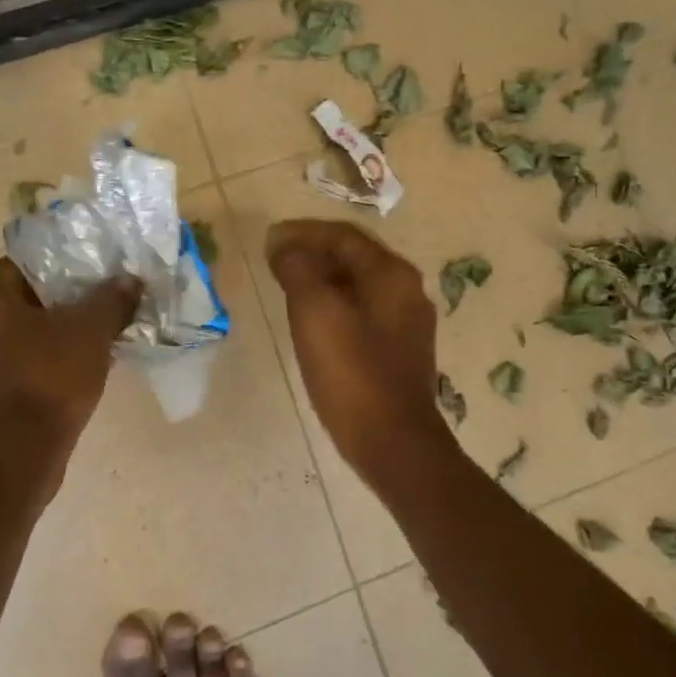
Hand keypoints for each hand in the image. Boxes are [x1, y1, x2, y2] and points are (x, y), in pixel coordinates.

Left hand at [0, 260, 139, 473]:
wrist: (10, 460)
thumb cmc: (44, 380)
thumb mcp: (90, 331)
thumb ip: (111, 299)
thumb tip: (129, 281)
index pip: (26, 268)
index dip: (67, 278)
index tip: (95, 294)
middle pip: (16, 304)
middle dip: (55, 313)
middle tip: (94, 324)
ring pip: (9, 340)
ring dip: (42, 344)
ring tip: (84, 356)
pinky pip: (1, 371)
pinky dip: (28, 373)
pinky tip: (61, 385)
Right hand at [265, 219, 454, 478]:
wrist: (393, 443)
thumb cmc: (352, 374)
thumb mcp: (316, 314)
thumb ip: (299, 270)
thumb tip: (284, 245)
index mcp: (391, 275)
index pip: (343, 237)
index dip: (303, 233)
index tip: (269, 241)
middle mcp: (406, 291)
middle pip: (354, 258)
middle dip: (313, 253)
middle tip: (274, 261)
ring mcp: (406, 323)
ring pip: (358, 286)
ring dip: (322, 280)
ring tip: (287, 286)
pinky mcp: (399, 351)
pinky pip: (362, 312)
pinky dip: (334, 305)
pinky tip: (313, 322)